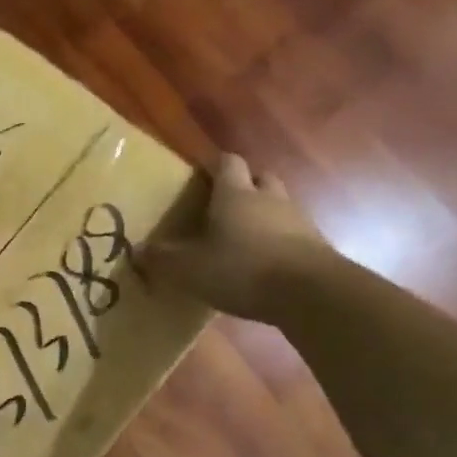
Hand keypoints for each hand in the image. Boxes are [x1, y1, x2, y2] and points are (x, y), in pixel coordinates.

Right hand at [144, 153, 331, 322]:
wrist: (312, 294)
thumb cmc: (242, 268)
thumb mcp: (190, 268)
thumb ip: (164, 258)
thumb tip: (139, 250)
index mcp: (235, 194)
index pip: (227, 162)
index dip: (214, 165)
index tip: (200, 174)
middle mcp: (269, 198)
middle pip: (260, 178)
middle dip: (244, 185)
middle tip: (224, 204)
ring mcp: (299, 221)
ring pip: (279, 206)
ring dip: (264, 215)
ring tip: (243, 239)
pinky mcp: (317, 248)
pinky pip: (294, 235)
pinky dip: (279, 243)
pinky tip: (265, 265)